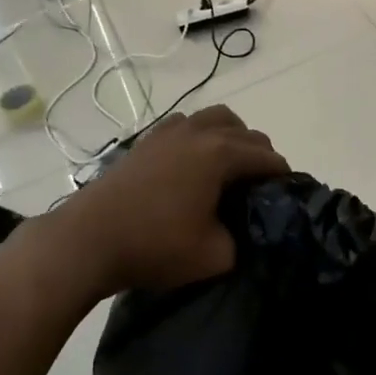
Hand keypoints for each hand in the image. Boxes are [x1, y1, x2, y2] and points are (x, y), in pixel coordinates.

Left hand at [56, 106, 286, 297]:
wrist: (88, 240)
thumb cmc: (154, 246)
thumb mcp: (214, 256)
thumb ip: (241, 239)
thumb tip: (240, 229)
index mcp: (220, 154)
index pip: (266, 157)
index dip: (282, 176)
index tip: (287, 196)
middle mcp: (198, 132)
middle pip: (244, 131)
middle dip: (260, 154)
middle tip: (260, 187)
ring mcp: (169, 132)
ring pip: (214, 118)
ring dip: (230, 136)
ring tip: (229, 167)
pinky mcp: (146, 141)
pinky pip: (185, 125)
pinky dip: (199, 135)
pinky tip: (191, 163)